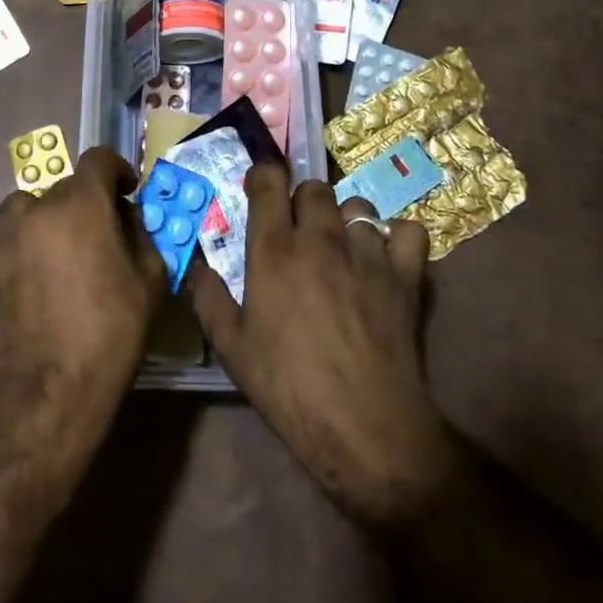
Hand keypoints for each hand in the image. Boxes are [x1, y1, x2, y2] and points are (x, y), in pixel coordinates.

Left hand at [0, 147, 165, 453]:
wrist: (51, 391)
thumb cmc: (111, 331)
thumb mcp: (149, 281)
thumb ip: (143, 237)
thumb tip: (129, 219)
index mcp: (80, 204)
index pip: (97, 159)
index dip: (117, 169)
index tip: (127, 190)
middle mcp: (37, 211)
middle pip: (64, 188)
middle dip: (86, 202)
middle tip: (102, 233)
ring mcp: (5, 242)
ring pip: (28, 211)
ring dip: (48, 220)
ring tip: (64, 253)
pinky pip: (12, 248)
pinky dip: (28, 254)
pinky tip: (42, 290)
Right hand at [187, 164, 456, 525]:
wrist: (363, 425)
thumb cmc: (288, 386)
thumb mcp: (231, 348)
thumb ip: (208, 297)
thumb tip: (195, 265)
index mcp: (275, 249)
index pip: (269, 181)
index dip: (263, 176)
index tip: (259, 189)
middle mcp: (320, 237)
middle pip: (315, 187)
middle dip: (303, 200)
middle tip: (298, 230)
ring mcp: (367, 252)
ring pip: (358, 206)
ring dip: (345, 220)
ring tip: (341, 247)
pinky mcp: (404, 274)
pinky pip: (408, 230)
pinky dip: (397, 237)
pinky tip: (386, 257)